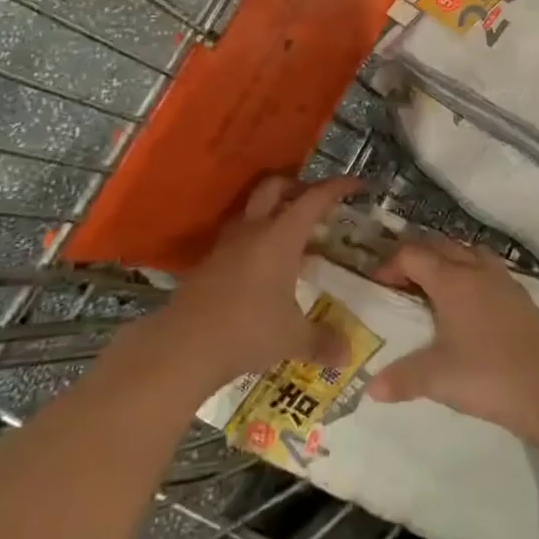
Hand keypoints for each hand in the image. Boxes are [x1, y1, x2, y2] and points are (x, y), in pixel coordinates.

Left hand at [153, 174, 355, 389]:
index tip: (355, 184)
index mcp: (280, 236)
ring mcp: (227, 245)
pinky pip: (238, 236)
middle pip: (275, 188)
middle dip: (298, 187)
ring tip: (292, 234)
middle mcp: (253, 230)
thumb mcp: (292, 338)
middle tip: (317, 203)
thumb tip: (348, 354)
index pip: (314, 199)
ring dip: (273, 211)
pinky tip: (265, 266)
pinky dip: (256, 239)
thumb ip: (322, 341)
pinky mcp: (209, 263)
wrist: (183, 347)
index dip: (337, 187)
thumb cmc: (247, 331)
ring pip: (253, 210)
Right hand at [365, 238, 538, 445]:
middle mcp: (475, 269)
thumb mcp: (437, 378)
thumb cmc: (487, 375)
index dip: (390, 265)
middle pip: (439, 246)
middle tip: (399, 281)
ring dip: (445, 259)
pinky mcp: (519, 294)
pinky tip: (467, 301)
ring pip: (466, 252)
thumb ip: (402, 378)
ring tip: (432, 286)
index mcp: (452, 280)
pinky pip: (486, 267)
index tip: (378, 285)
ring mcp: (501, 279)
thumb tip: (370, 387)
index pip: (413, 255)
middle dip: (416, 257)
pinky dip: (469, 272)